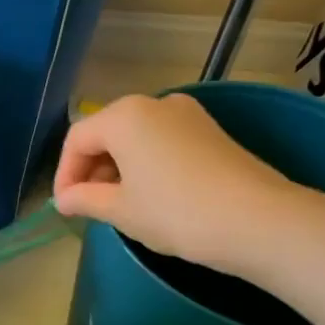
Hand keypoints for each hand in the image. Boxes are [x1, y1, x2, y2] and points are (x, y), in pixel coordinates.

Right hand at [53, 94, 304, 272]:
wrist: (260, 221)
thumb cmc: (176, 212)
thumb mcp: (120, 210)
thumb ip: (84, 199)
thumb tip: (64, 200)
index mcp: (124, 116)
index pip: (77, 139)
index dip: (64, 174)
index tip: (65, 206)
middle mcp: (154, 103)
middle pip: (106, 133)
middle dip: (90, 169)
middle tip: (88, 206)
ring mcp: (187, 115)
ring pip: (135, 137)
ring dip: (117, 168)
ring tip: (118, 204)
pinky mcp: (210, 131)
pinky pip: (162, 141)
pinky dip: (146, 164)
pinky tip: (150, 195)